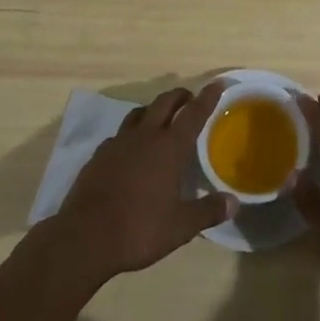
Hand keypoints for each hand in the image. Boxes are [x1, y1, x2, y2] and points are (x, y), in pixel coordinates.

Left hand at [50, 84, 233, 285]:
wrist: (85, 237)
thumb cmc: (139, 229)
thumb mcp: (181, 227)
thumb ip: (208, 211)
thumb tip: (234, 202)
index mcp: (169, 147)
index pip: (193, 113)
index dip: (208, 97)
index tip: (218, 83)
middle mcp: (145, 136)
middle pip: (164, 103)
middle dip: (180, 96)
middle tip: (190, 98)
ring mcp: (118, 143)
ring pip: (139, 113)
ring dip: (154, 109)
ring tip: (161, 118)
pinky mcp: (99, 155)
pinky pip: (119, 134)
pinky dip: (131, 133)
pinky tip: (131, 148)